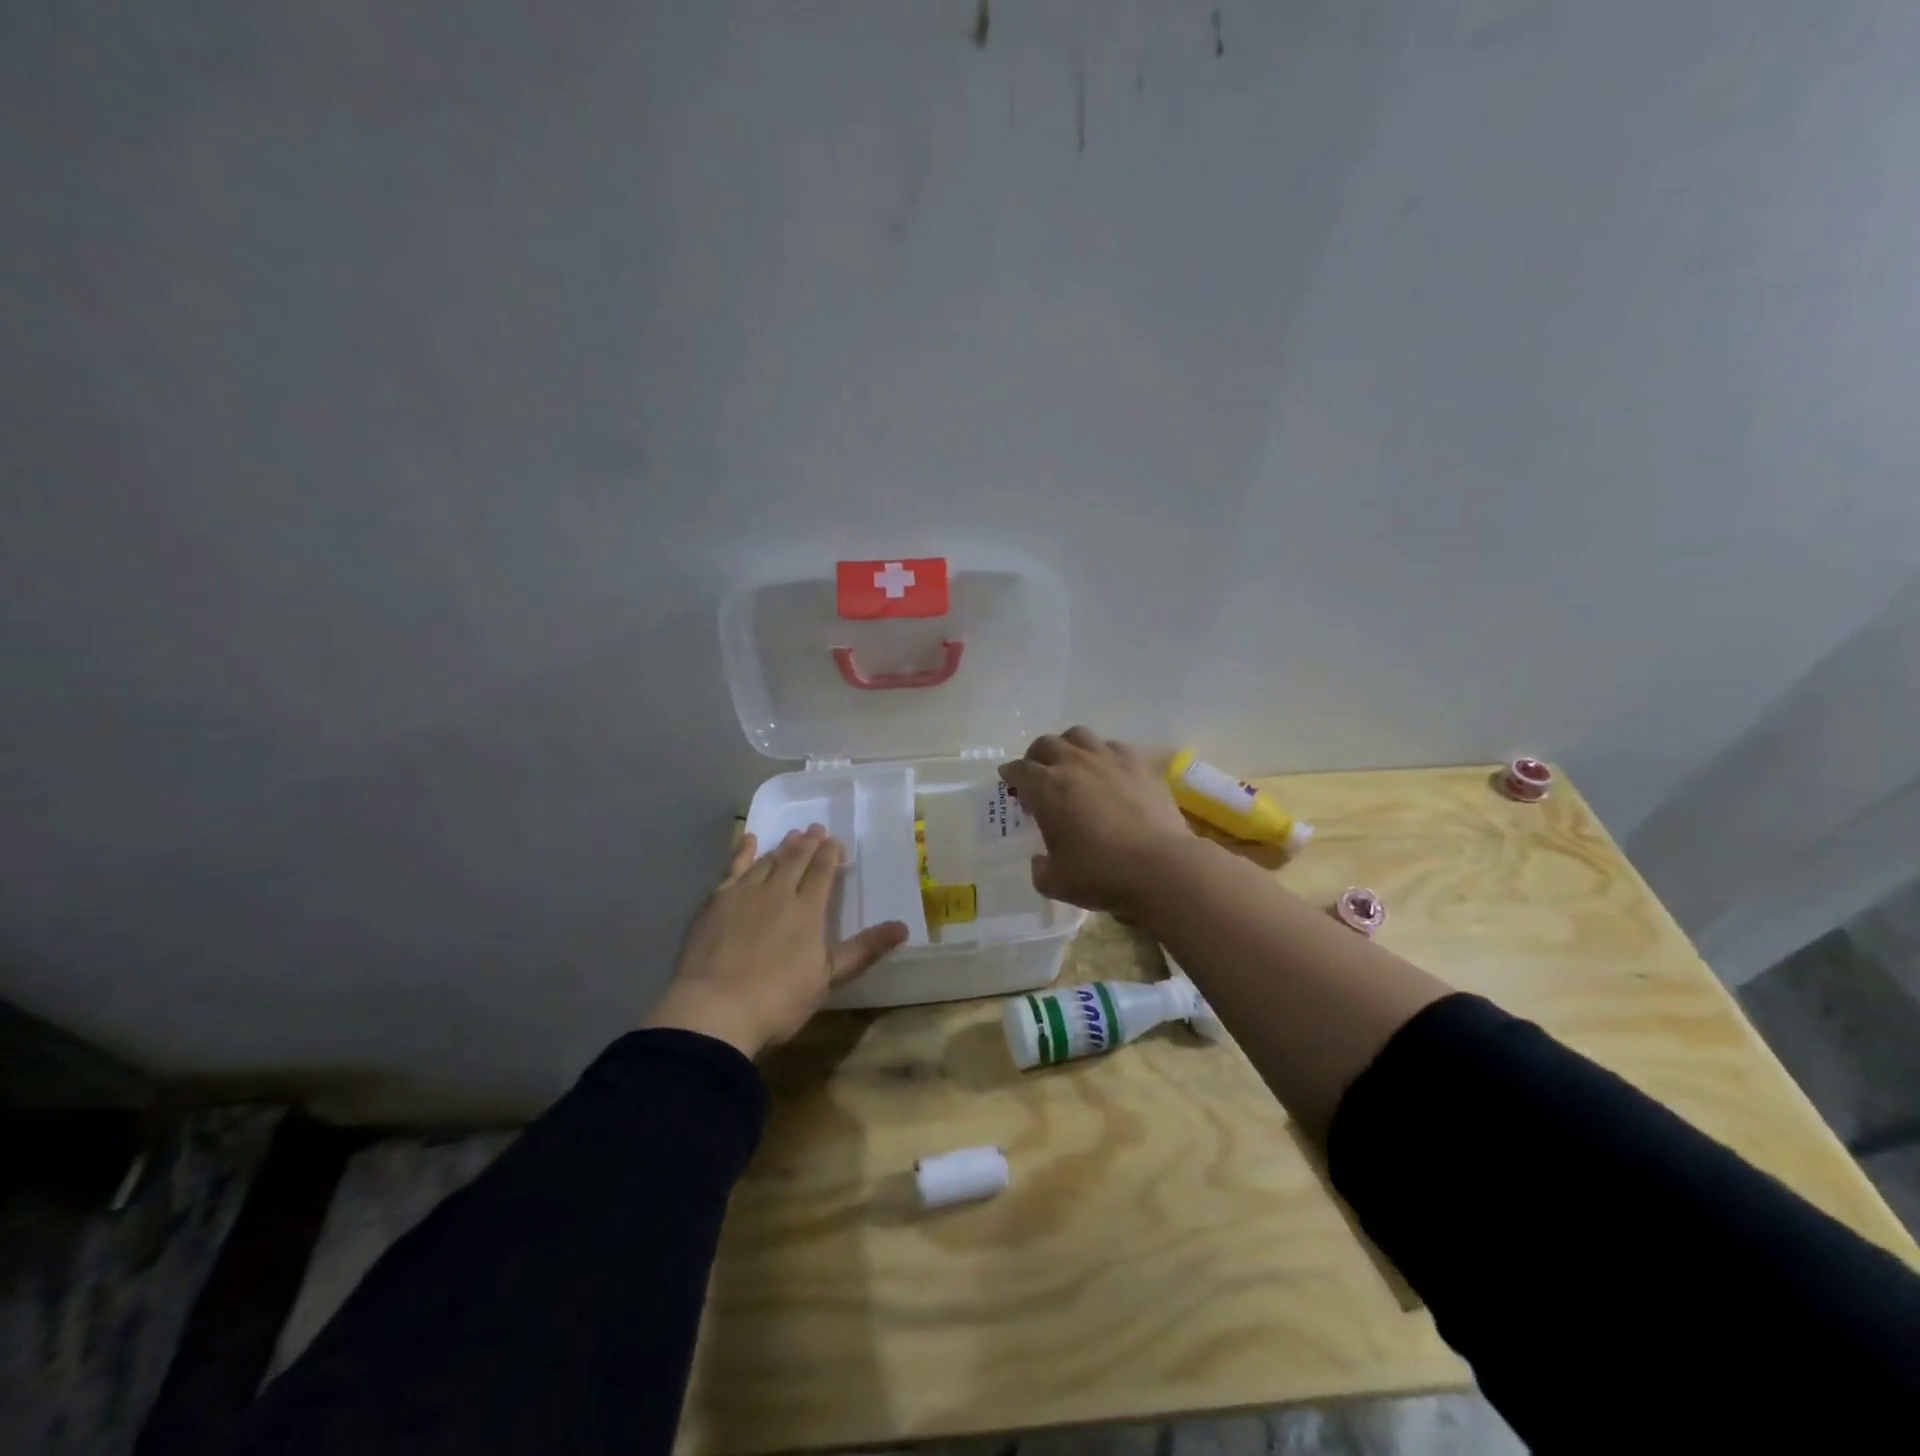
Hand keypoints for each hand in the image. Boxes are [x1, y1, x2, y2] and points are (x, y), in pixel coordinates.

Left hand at [642, 826, 908, 1057]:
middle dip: (808, 843)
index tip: (836, 842)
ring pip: (768, 861)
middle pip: (796, 860)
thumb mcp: (828, 978)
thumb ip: (864, 949)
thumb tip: (903, 927)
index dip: (830, 854)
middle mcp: (778, 892)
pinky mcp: (716, 901)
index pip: (822, 872)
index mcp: (808, 910)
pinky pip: (733, 867)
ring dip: (782, 847)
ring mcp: (744, 894)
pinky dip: (743, 851)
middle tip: (815, 829)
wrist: (714, 1009)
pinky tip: (748, 840)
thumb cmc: (778, 999)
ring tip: (791, 836)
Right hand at [998, 727, 1193, 914]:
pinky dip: (1103, 754)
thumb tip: (1040, 861)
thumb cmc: (1101, 874)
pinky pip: (1113, 746)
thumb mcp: (1056, 883)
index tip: (1008, 780)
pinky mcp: (1140, 764)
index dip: (1010, 774)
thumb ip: (1040, 869)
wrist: (1161, 867)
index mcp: (1046, 788)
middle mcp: (1074, 764)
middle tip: (1037, 772)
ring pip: (1079, 735)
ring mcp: (1109, 759)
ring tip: (1071, 763)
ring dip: (1068, 745)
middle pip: (1046, 744)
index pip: (1019, 770)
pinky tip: (1108, 771)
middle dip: (1036, 756)